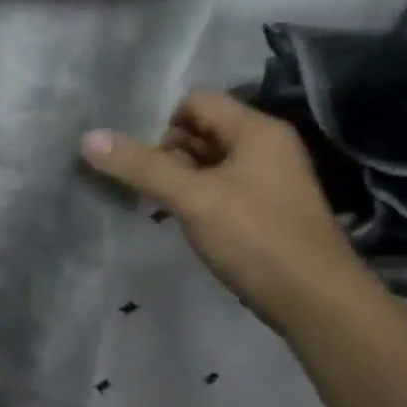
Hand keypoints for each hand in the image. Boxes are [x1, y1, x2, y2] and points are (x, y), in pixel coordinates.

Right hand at [81, 89, 386, 332]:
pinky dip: (186, 193)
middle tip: (124, 170)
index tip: (126, 146)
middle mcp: (264, 147)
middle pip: (198, 129)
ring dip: (169, 172)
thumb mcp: (192, 198)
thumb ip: (140, 166)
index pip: (195, 101)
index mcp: (256, 131)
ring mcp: (264, 180)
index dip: (158, 118)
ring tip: (135, 190)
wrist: (319, 305)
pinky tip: (163, 212)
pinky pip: (213, 186)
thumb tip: (87, 137)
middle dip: (158, 146)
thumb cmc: (258, 240)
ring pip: (204, 160)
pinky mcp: (259, 209)